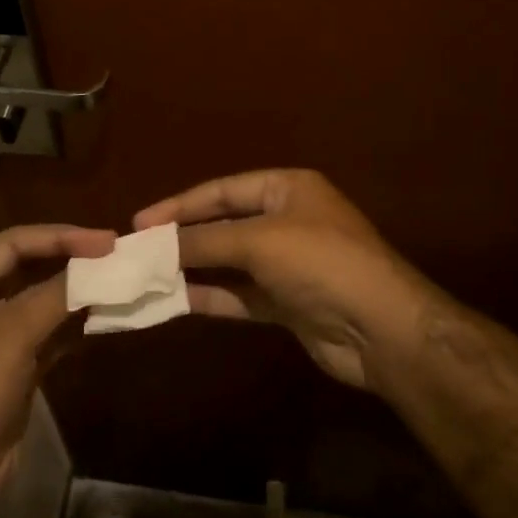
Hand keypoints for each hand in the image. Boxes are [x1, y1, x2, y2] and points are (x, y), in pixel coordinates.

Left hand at [0, 224, 114, 517]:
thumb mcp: (13, 334)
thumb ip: (57, 294)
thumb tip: (100, 265)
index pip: (13, 243)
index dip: (60, 236)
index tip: (106, 240)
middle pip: (28, 268)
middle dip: (70, 262)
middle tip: (115, 257)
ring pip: (41, 302)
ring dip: (76, 294)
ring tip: (118, 283)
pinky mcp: (12, 366)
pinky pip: (48, 334)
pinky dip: (73, 326)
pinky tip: (105, 318)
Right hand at [135, 170, 438, 391]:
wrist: (380, 328)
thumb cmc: (320, 263)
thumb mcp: (259, 241)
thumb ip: (204, 240)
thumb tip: (155, 243)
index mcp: (287, 189)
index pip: (223, 190)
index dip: (180, 204)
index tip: (140, 221)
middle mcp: (287, 221)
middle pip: (223, 225)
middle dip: (183, 237)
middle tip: (137, 249)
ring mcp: (288, 265)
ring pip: (229, 262)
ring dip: (192, 269)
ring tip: (147, 276)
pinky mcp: (287, 303)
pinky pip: (240, 294)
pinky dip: (211, 296)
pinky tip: (176, 301)